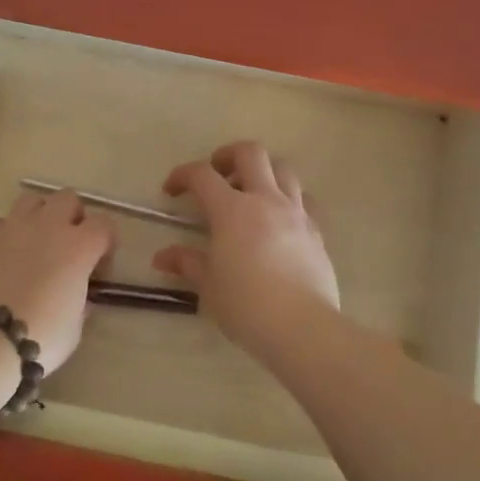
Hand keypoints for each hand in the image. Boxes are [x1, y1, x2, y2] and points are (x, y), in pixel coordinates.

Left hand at [0, 190, 115, 373]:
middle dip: (72, 217)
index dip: (105, 243)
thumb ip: (80, 301)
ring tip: (34, 243)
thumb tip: (78, 296)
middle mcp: (48, 226)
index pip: (104, 225)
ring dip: (38, 216)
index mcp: (79, 247)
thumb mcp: (75, 325)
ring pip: (31, 200)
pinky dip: (2, 233)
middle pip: (68, 198)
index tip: (98, 267)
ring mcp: (12, 227)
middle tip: (68, 247)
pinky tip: (1, 254)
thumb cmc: (40, 336)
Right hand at [154, 141, 339, 355]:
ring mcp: (297, 213)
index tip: (171, 191)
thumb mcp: (209, 285)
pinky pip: (304, 200)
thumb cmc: (246, 305)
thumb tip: (162, 257)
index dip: (182, 175)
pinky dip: (288, 199)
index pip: (202, 175)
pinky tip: (279, 220)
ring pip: (283, 170)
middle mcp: (266, 200)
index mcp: (232, 210)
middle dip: (228, 155)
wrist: (302, 327)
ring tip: (250, 193)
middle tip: (217, 174)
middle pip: (251, 153)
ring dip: (263, 172)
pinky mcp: (317, 232)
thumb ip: (187, 263)